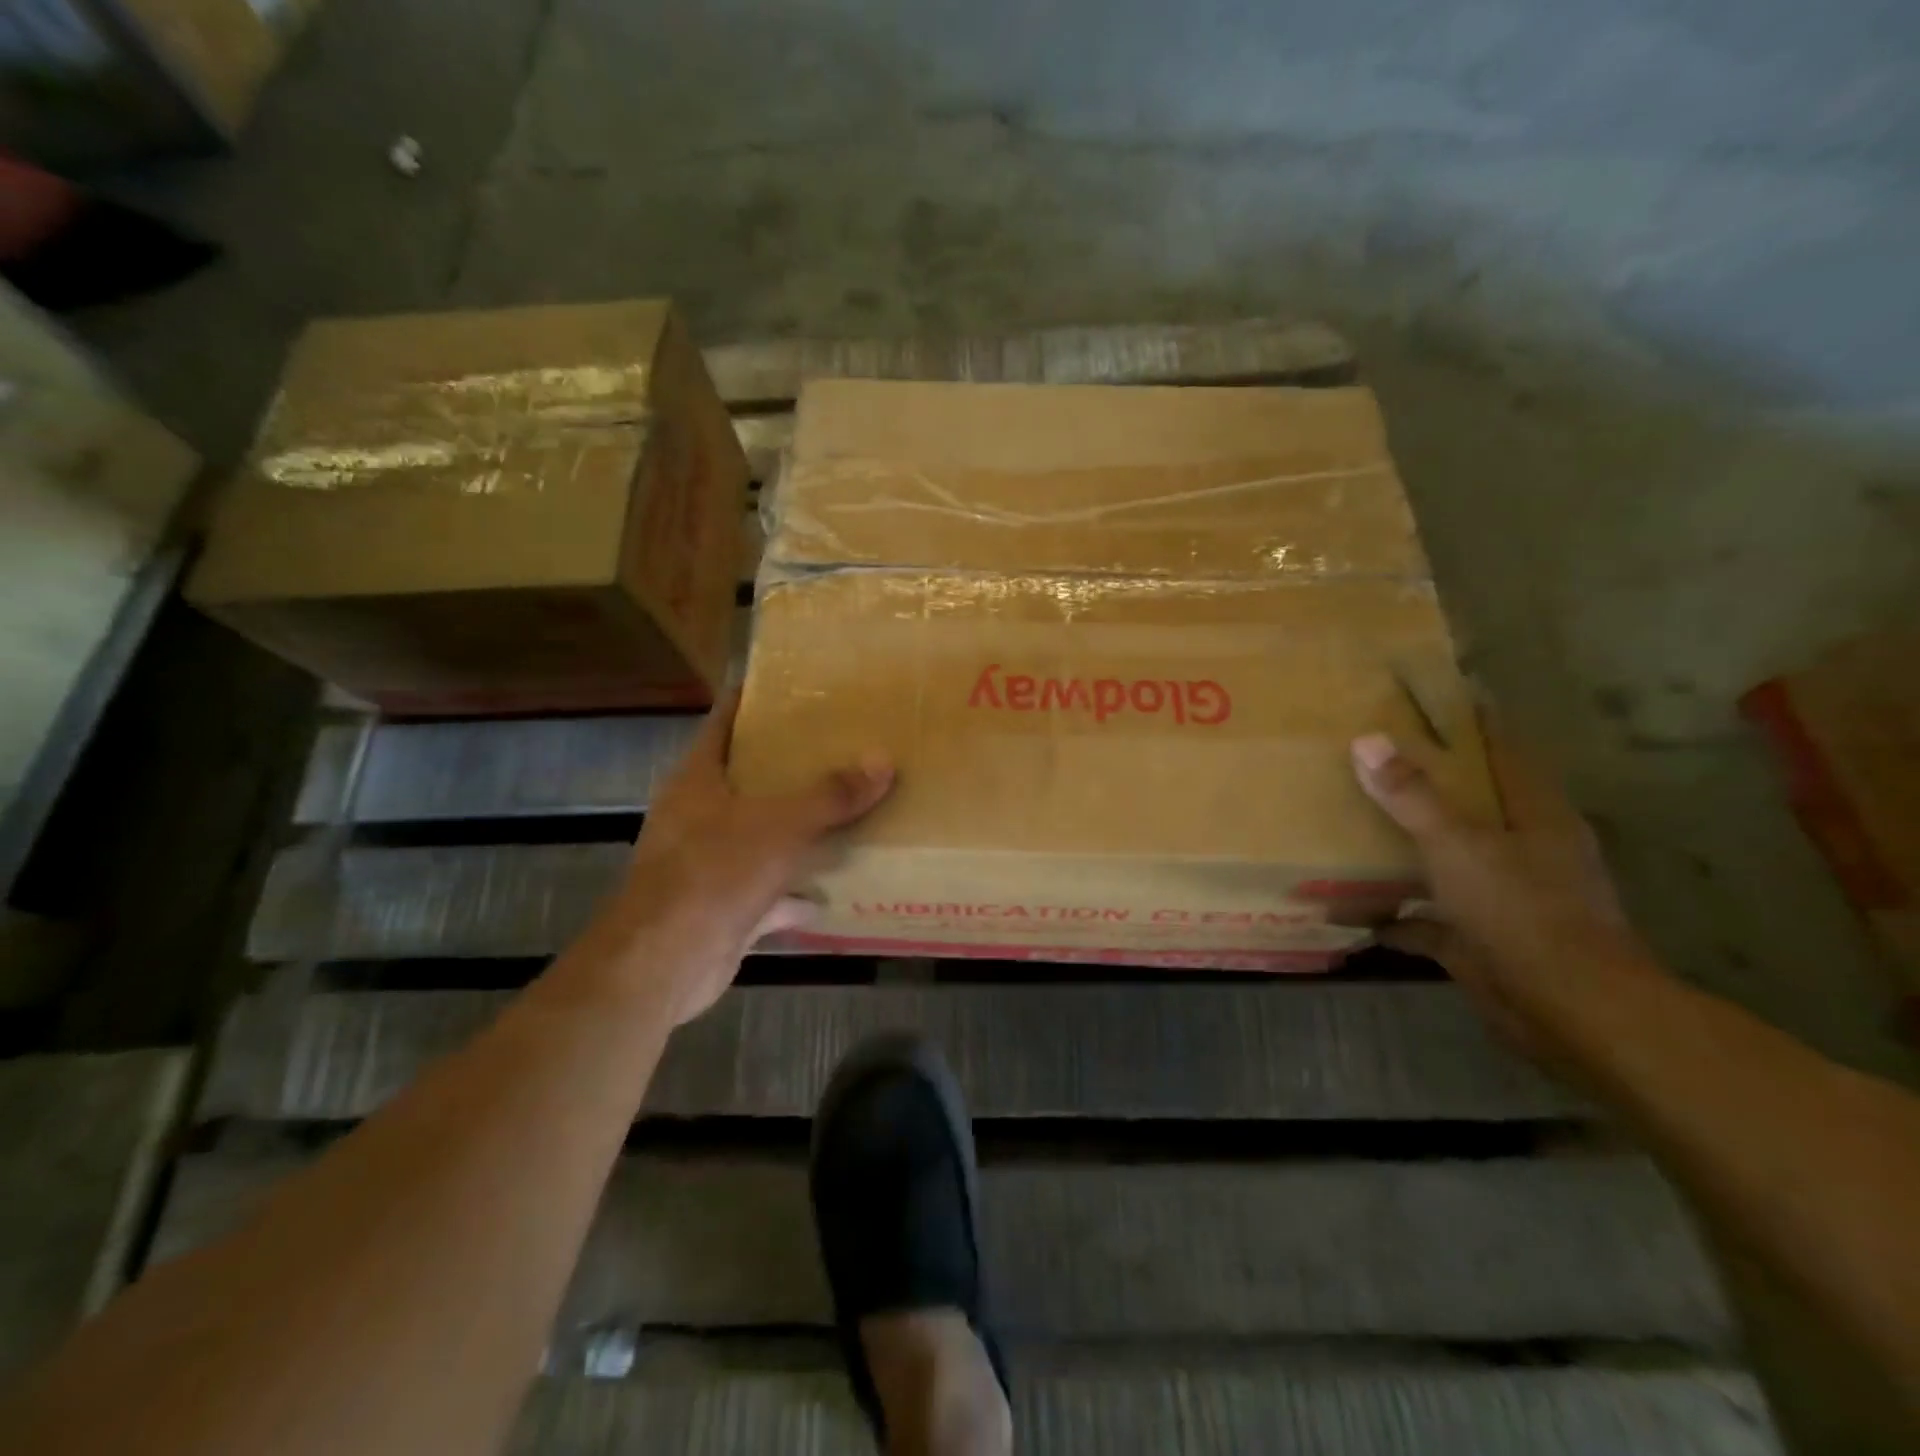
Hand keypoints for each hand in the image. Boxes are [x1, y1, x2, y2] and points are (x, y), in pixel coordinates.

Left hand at [581, 690, 892, 1024]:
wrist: (664, 962)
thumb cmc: (714, 873)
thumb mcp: (780, 825)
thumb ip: (831, 795)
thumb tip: (883, 762)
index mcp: (699, 780)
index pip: (724, 722)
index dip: (754, 701)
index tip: (796, 687)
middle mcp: (698, 816)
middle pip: (748, 779)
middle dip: (790, 767)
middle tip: (841, 746)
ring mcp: (708, 863)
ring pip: (761, 835)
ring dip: (797, 830)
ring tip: (847, 809)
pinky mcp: (723, 906)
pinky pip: (769, 890)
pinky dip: (798, 892)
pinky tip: (835, 890)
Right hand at [1349, 726, 1658, 1056]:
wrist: (1570, 1014)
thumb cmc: (1522, 912)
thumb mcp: (1459, 845)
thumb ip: (1412, 796)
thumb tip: (1366, 741)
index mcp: (1535, 816)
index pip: (1503, 753)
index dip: (1471, 724)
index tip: (1430, 700)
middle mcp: (1525, 852)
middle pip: (1470, 806)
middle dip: (1424, 787)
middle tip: (1370, 760)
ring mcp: (1504, 900)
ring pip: (1447, 862)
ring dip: (1404, 852)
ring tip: (1349, 828)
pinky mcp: (1482, 943)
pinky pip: (1428, 921)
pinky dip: (1394, 918)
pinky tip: (1348, 911)